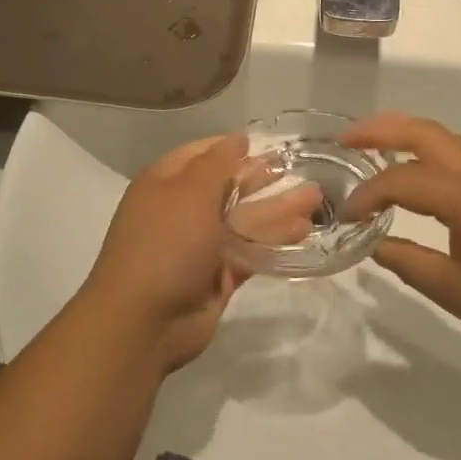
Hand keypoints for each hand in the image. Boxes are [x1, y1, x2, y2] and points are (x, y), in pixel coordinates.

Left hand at [80, 134, 318, 371]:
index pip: (202, 154)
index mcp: (165, 183)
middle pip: (228, 187)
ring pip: (244, 220)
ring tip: (316, 200)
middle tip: (302, 169)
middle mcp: (182, 210)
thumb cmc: (166, 243)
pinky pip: (250, 251)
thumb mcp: (190, 192)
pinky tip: (303, 231)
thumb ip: (217, 163)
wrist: (144, 321)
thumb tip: (237, 138)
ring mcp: (200, 245)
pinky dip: (274, 241)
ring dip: (277, 209)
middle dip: (263, 178)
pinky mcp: (218, 275)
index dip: (232, 147)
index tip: (268, 142)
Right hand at [341, 112, 460, 362]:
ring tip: (374, 148)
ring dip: (407, 135)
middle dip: (381, 129)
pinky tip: (419, 176)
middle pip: (424, 132)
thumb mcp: (458, 293)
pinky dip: (429, 151)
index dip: (367, 194)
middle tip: (346, 139)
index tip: (345, 216)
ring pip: (446, 138)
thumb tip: (375, 244)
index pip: (401, 180)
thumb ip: (410, 264)